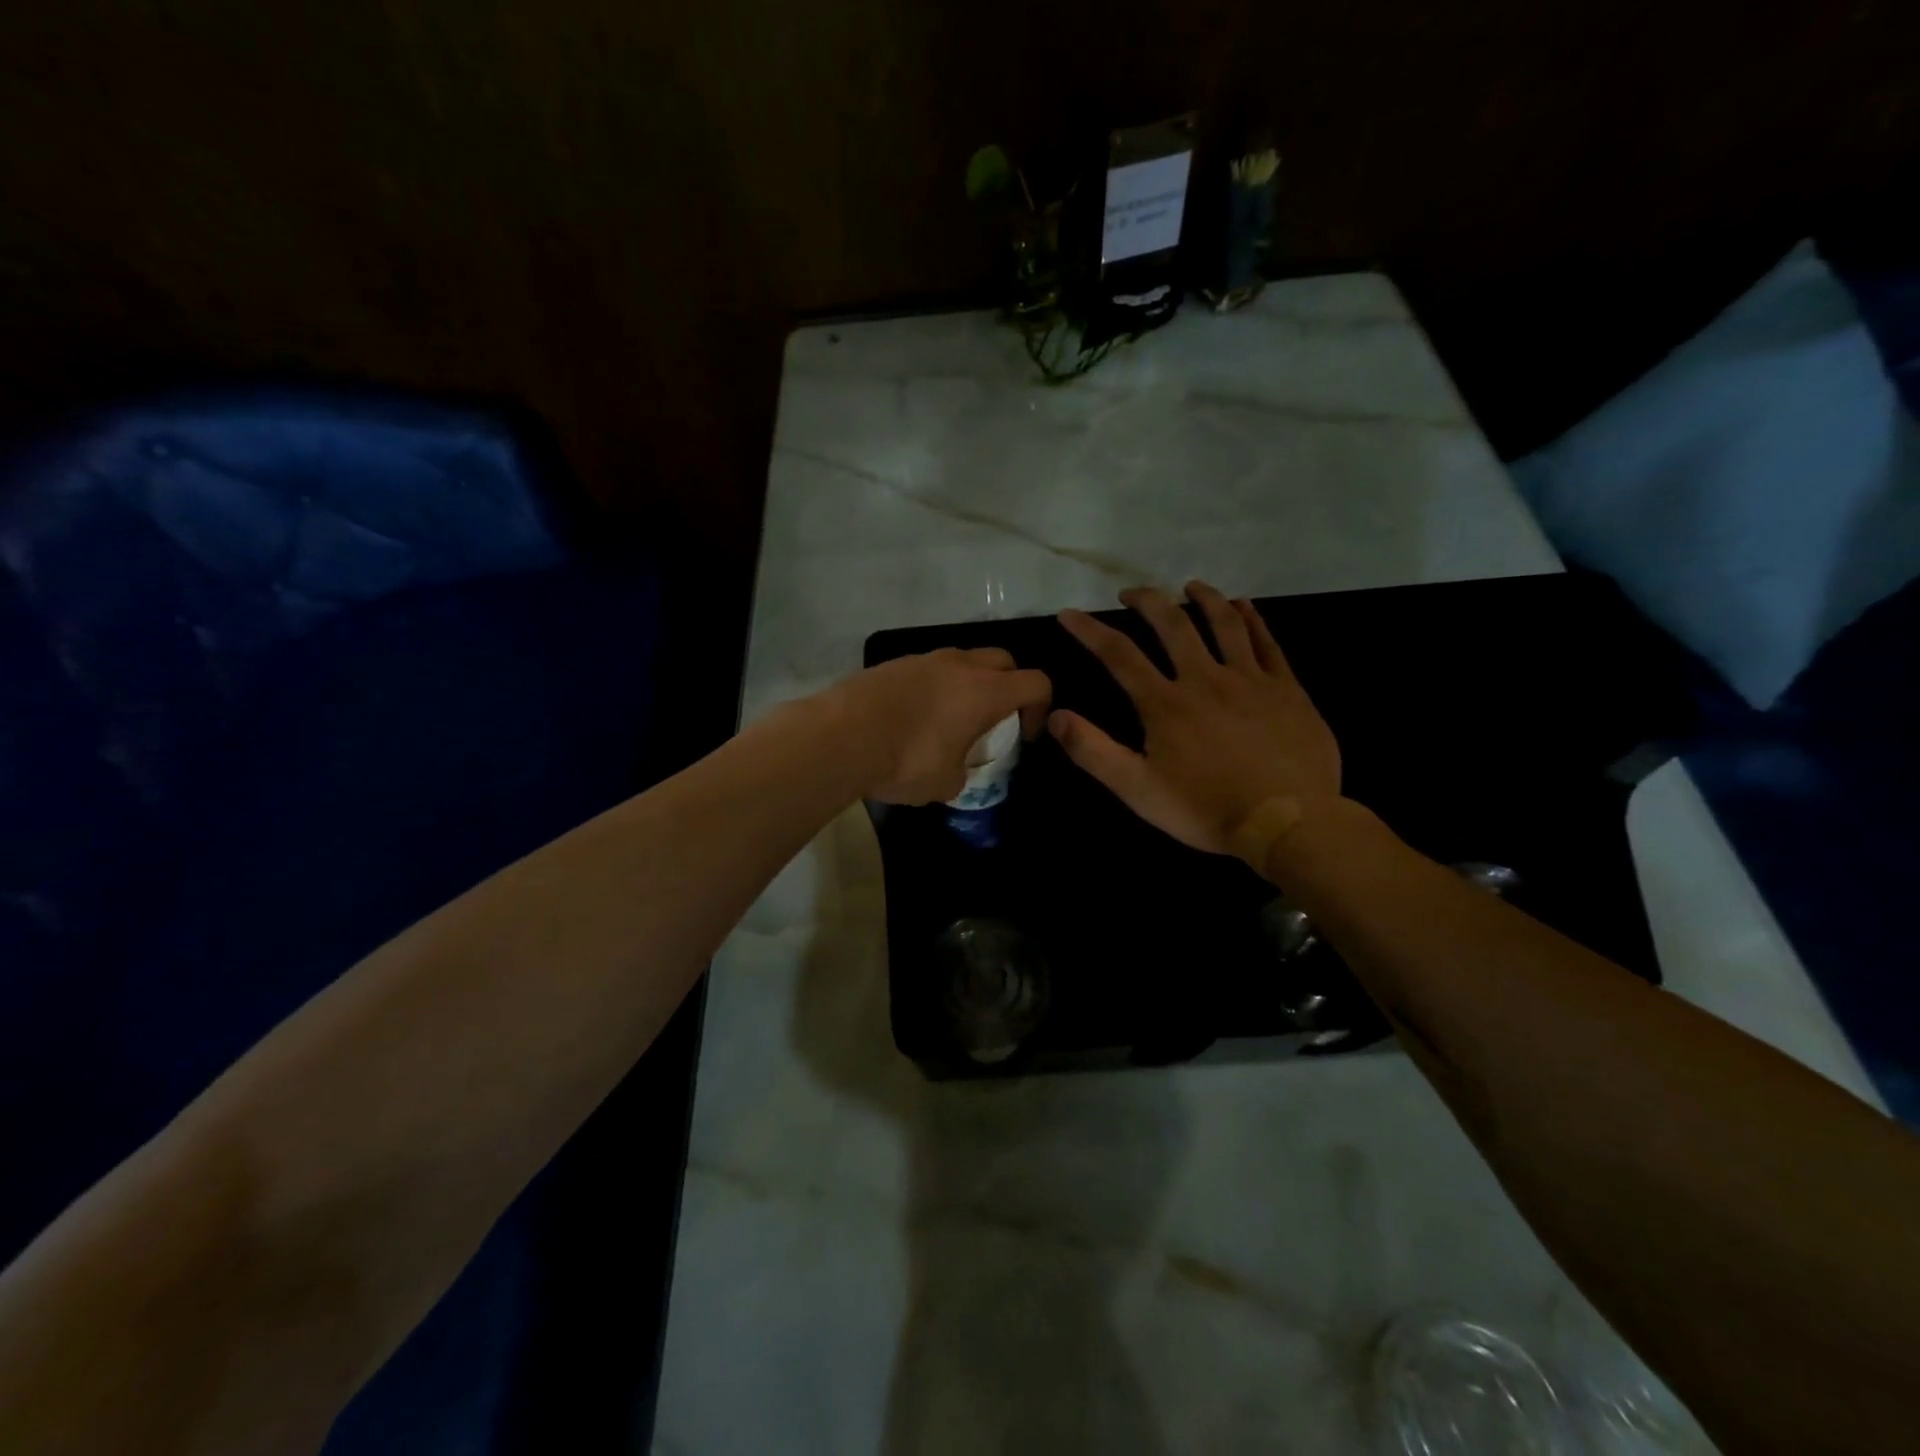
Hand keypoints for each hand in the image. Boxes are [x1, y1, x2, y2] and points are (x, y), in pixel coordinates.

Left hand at [837, 647, 1052, 804]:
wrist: (840, 737)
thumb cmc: (906, 760)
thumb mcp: (945, 783)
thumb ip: (961, 773)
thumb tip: (953, 771)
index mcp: (985, 691)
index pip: (1036, 683)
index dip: (1041, 708)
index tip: (1025, 735)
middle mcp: (960, 665)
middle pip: (1003, 660)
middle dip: (1009, 686)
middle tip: (994, 719)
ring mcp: (924, 659)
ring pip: (963, 660)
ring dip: (969, 683)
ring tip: (951, 718)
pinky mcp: (893, 664)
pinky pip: (928, 669)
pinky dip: (934, 686)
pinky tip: (914, 716)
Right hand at [1051, 581, 1340, 853]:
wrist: (1287, 823)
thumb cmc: (1206, 810)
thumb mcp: (1137, 790)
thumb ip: (1093, 752)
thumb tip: (1054, 716)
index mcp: (1165, 704)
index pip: (1118, 654)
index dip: (1089, 630)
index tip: (1069, 613)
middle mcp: (1205, 679)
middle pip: (1172, 624)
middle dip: (1147, 601)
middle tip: (1131, 593)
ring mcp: (1250, 679)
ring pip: (1224, 623)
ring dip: (1203, 598)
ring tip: (1190, 585)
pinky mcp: (1287, 688)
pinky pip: (1268, 642)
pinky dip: (1253, 619)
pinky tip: (1244, 606)